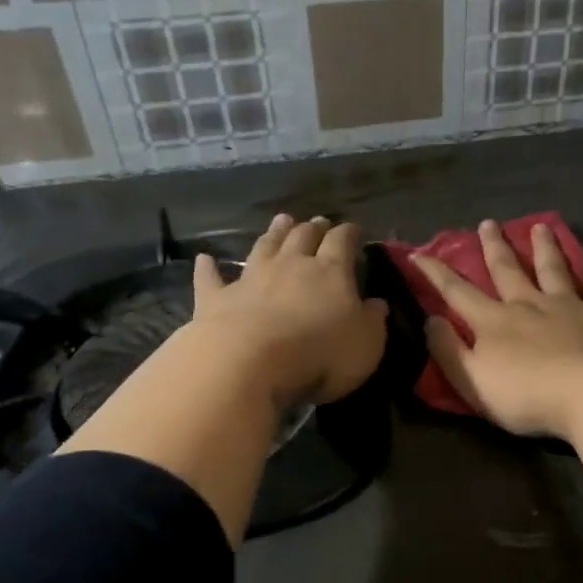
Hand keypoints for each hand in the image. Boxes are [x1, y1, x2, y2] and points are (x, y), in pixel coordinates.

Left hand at [192, 214, 387, 408]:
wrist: (250, 362)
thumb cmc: (320, 354)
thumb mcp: (365, 344)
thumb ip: (372, 320)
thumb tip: (377, 303)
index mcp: (331, 272)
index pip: (342, 242)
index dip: (349, 233)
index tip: (353, 230)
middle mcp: (291, 265)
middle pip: (303, 237)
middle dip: (313, 227)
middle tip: (318, 221)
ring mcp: (252, 279)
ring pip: (265, 246)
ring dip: (274, 233)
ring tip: (282, 220)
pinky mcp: (217, 298)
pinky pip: (212, 278)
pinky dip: (208, 268)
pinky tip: (205, 259)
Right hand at [414, 220, 582, 438]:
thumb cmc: (525, 395)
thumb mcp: (472, 380)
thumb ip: (448, 350)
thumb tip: (430, 320)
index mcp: (493, 321)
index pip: (457, 292)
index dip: (436, 273)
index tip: (419, 253)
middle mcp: (528, 304)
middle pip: (507, 270)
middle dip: (494, 247)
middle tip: (488, 223)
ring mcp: (567, 307)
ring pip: (552, 269)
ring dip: (544, 247)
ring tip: (540, 226)